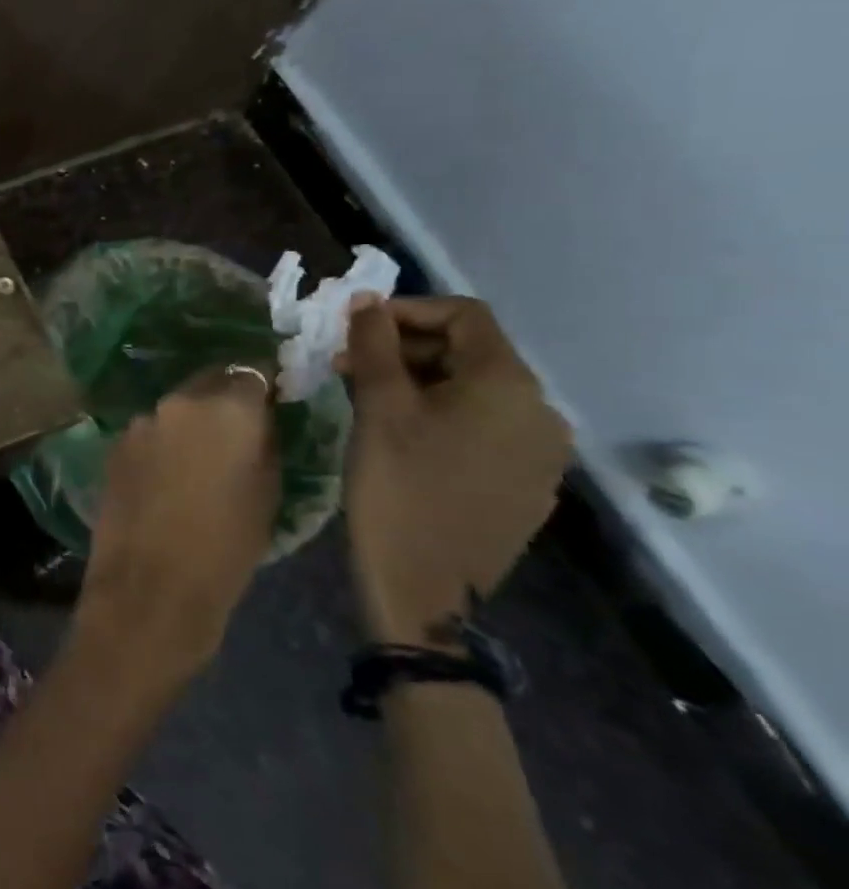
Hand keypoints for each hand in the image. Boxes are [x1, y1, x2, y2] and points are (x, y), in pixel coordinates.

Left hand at [73, 365, 280, 694]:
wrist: (150, 589)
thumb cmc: (226, 549)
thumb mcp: (268, 494)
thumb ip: (264, 443)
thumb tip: (261, 420)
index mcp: (225, 408)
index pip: (252, 370)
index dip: (264, 384)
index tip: (274, 398)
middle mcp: (177, 402)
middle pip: (209, 383)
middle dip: (226, 398)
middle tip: (240, 429)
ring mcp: (139, 422)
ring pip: (175, 409)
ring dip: (191, 422)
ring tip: (202, 458)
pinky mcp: (114, 444)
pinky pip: (150, 432)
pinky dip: (164, 442)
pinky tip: (169, 474)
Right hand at [339, 297, 571, 646]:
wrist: (426, 587)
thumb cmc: (398, 486)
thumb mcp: (378, 408)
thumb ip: (374, 346)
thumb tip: (367, 301)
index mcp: (509, 385)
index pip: (465, 315)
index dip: (407, 310)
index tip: (355, 328)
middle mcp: (540, 411)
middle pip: (471, 353)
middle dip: (405, 349)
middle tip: (348, 367)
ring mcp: (540, 452)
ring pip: (475, 391)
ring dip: (419, 382)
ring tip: (366, 400)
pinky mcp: (528, 483)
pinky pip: (485, 427)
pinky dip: (442, 415)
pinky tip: (402, 437)